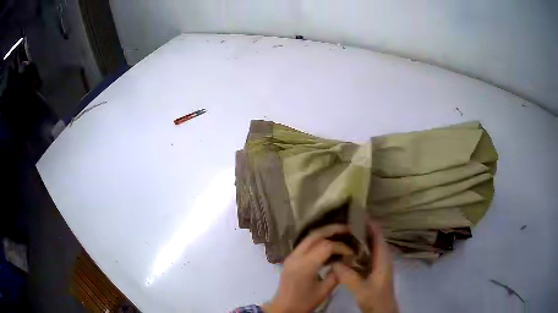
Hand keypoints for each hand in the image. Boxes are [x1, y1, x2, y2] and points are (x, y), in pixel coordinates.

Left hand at [263, 225, 353, 312]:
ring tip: (340, 233)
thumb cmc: (304, 302)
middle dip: (332, 230)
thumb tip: (347, 262)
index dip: (341, 247)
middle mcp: (296, 257)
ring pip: (308, 237)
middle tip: (348, 229)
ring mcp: (291, 256)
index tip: (351, 253)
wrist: (283, 308)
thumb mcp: (324, 291)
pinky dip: (318, 240)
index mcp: (305, 266)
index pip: (326, 246)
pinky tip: (328, 243)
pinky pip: (305, 243)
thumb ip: (336, 275)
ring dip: (325, 233)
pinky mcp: (290, 258)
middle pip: (315, 235)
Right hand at [332, 221, 398, 312]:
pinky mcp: (374, 269)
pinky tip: (345, 252)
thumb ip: (347, 275)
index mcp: (383, 258)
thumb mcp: (360, 288)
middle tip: (343, 223)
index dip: (369, 223)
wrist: (382, 309)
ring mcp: (378, 263)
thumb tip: (333, 261)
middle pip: (373, 237)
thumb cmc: (375, 298)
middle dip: (361, 229)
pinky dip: (357, 250)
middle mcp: (382, 257)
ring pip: (369, 246)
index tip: (355, 214)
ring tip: (342, 233)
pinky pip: (366, 254)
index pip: (377, 235)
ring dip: (359, 239)